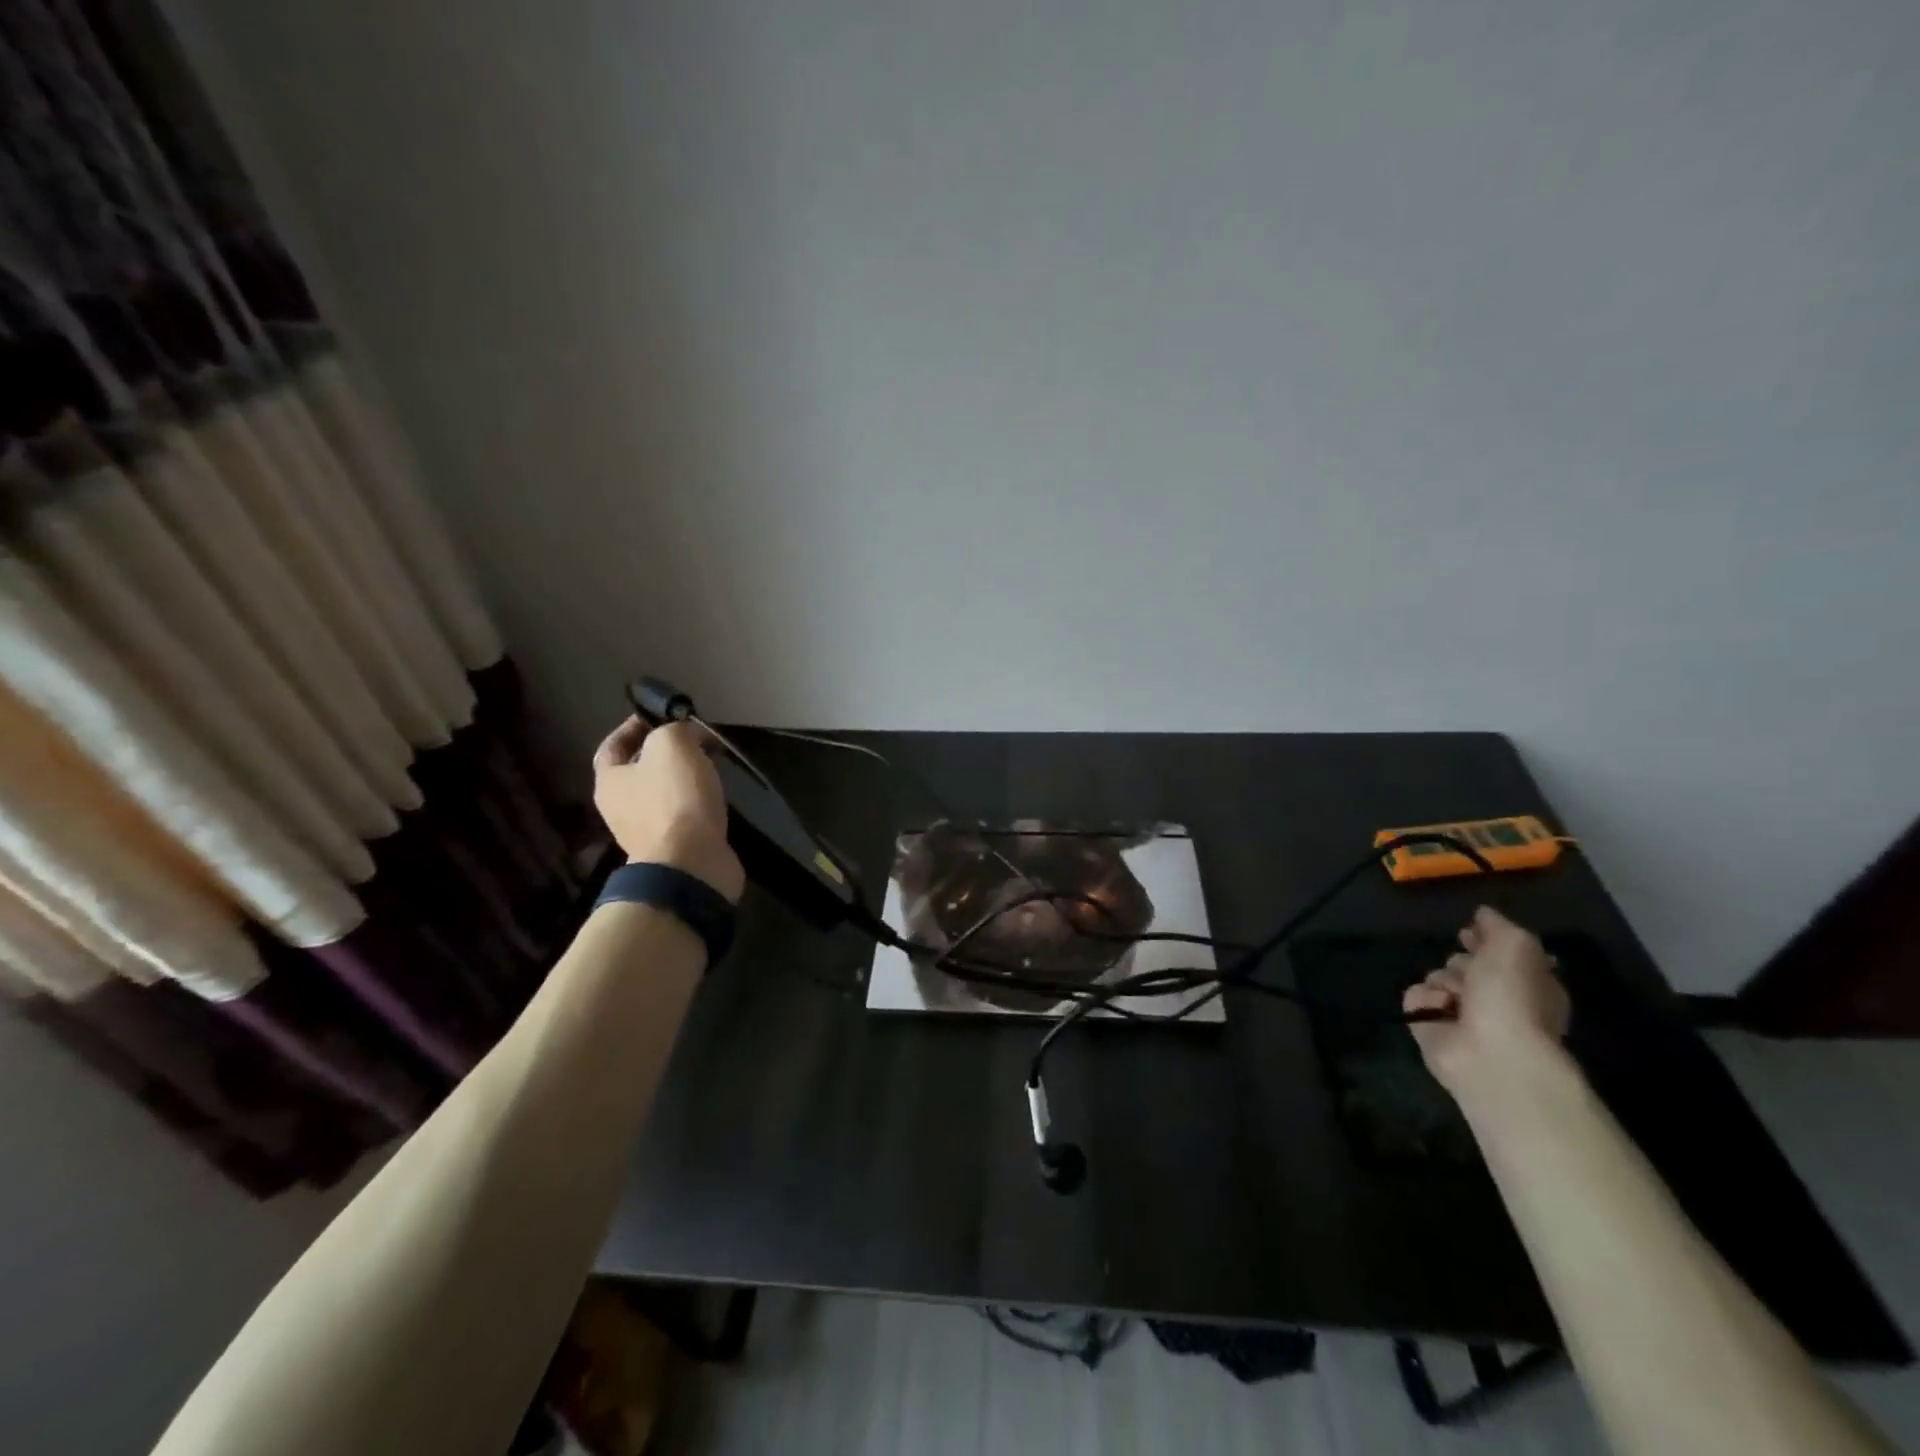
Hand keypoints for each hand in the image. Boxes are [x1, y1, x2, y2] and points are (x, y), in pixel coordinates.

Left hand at [592, 716, 745, 902]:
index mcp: (609, 781)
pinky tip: (716, 795)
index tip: (661, 715)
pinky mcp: (674, 848)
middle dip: (664, 753)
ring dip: (684, 778)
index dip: (633, 726)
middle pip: (638, 770)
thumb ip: (676, 729)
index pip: (612, 745)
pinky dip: (697, 802)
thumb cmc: (674, 799)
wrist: (691, 863)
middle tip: (695, 739)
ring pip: (663, 793)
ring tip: (711, 765)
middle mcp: (620, 808)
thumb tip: (689, 734)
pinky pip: (683, 816)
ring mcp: (646, 832)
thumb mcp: (672, 746)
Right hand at [1403, 906, 1570, 1096]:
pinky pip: (1417, 998)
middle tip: (1467, 970)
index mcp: (1527, 984)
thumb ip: (1497, 926)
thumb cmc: (1513, 997)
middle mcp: (1497, 1001)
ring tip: (1454, 996)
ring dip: (1443, 981)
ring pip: (1438, 978)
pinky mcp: (1431, 1029)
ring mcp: (1463, 1017)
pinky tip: (1438, 1009)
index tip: (1469, 931)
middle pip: (1466, 965)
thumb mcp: (1515, 946)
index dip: (1485, 940)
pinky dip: (1425, 1000)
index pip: (1501, 954)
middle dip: (1461, 962)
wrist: (1492, 1054)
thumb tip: (1482, 914)